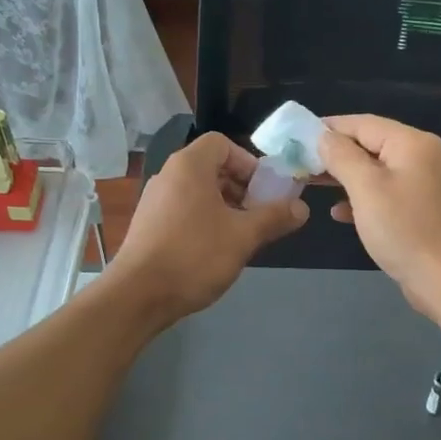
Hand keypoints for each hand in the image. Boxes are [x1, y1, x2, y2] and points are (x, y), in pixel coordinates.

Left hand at [109, 132, 307, 324]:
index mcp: (189, 166)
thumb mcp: (243, 236)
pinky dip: (204, 219)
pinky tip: (216, 250)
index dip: (248, 162)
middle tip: (260, 214)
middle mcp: (168, 175)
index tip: (265, 190)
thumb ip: (275, 217)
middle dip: (241, 187)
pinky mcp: (148, 224)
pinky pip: (183, 209)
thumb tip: (302, 208)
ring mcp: (154, 201)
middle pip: (211, 167)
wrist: (138, 295)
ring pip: (198, 191)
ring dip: (225, 206)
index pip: (222, 143)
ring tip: (242, 235)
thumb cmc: (195, 256)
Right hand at [318, 115, 440, 320]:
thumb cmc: (404, 229)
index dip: (328, 127)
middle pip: (369, 144)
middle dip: (333, 153)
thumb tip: (322, 136)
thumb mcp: (366, 188)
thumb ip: (341, 156)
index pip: (362, 123)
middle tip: (299, 162)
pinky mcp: (420, 210)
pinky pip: (384, 194)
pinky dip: (361, 198)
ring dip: (344, 176)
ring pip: (375, 171)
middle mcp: (421, 156)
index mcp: (411, 143)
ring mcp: (422, 184)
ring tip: (311, 182)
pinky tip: (338, 212)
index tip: (296, 136)